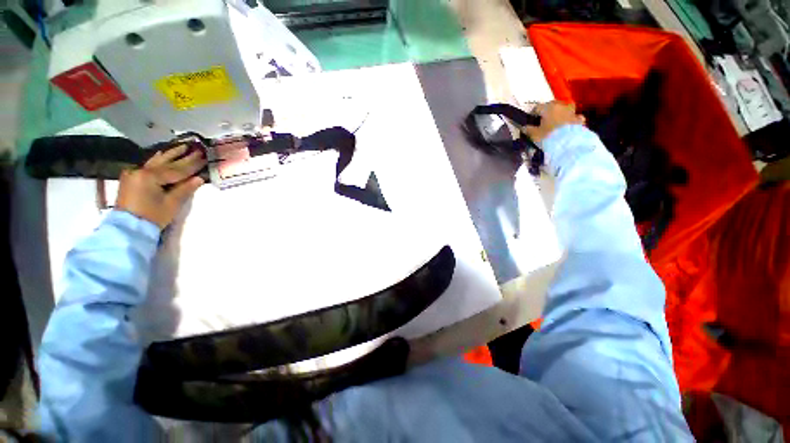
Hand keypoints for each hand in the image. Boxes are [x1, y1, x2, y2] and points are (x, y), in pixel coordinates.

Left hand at [116, 145, 205, 228]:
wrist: (128, 227)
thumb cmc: (152, 216)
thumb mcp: (171, 204)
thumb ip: (185, 189)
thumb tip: (199, 178)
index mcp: (151, 177)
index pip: (177, 170)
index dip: (192, 165)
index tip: (204, 158)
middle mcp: (141, 171)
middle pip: (166, 163)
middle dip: (182, 156)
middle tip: (196, 149)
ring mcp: (134, 173)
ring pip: (156, 161)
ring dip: (170, 154)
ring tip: (182, 147)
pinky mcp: (132, 178)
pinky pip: (148, 165)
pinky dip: (158, 160)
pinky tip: (163, 154)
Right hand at [523, 101, 585, 142]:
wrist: (568, 144)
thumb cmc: (548, 136)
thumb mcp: (534, 134)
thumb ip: (528, 129)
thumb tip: (523, 127)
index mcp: (548, 108)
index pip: (537, 107)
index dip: (532, 114)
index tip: (530, 121)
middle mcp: (561, 106)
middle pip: (552, 105)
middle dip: (547, 111)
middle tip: (542, 121)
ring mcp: (572, 112)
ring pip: (565, 108)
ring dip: (561, 112)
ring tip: (556, 121)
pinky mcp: (579, 120)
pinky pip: (575, 117)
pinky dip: (571, 119)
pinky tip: (568, 125)